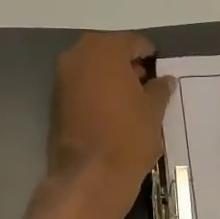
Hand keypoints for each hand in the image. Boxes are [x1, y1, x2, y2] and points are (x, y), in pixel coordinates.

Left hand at [45, 32, 174, 218]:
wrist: (90, 176)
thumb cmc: (128, 136)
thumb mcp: (154, 110)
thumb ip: (160, 89)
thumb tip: (164, 80)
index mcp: (105, 49)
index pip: (134, 42)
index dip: (150, 56)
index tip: (161, 72)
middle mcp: (78, 55)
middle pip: (110, 52)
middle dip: (128, 66)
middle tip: (148, 86)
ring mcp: (62, 78)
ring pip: (94, 69)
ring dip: (112, 79)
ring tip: (132, 101)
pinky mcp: (55, 101)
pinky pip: (82, 87)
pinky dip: (97, 93)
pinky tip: (114, 112)